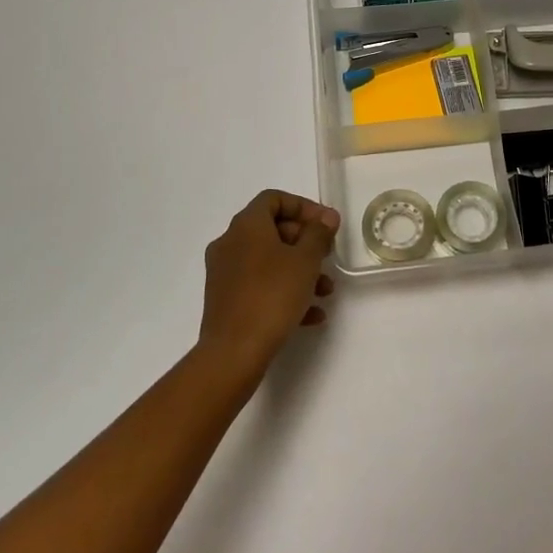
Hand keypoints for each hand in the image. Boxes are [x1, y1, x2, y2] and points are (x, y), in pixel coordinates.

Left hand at [196, 189, 339, 380]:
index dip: (304, 207)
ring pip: (268, 261)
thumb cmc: (272, 296)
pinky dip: (284, 292)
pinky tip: (311, 314)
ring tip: (325, 291)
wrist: (233, 353)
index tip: (326, 225)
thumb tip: (326, 217)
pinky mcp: (225, 300)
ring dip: (299, 270)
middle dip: (305, 241)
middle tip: (328, 256)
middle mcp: (230, 243)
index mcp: (246, 226)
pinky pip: (259, 286)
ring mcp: (224, 273)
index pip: (274, 199)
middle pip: (272, 230)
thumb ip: (319, 234)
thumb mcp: (305, 261)